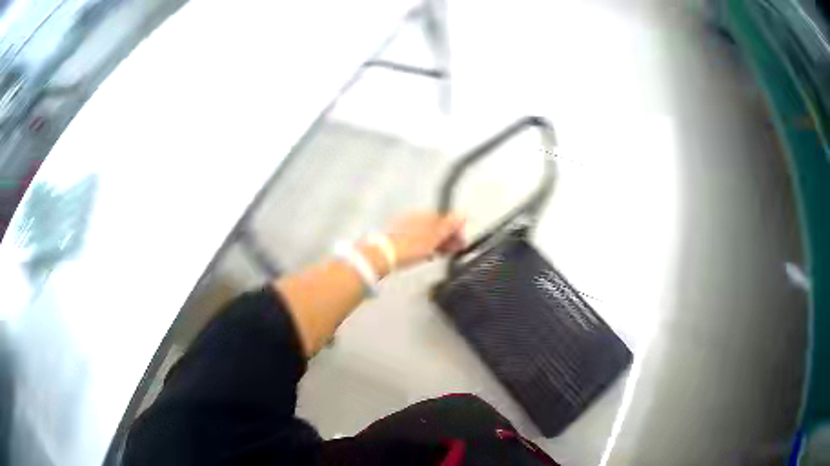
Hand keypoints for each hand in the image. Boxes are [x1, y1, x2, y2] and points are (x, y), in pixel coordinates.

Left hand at [384, 212, 465, 268]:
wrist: (383, 256)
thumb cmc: (411, 247)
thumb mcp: (433, 238)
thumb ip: (449, 226)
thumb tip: (463, 213)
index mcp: (424, 214)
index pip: (446, 219)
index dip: (456, 231)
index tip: (462, 244)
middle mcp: (415, 216)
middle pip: (436, 225)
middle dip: (447, 237)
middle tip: (454, 251)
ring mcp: (405, 225)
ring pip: (427, 232)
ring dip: (437, 242)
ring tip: (441, 255)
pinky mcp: (397, 237)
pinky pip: (417, 239)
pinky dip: (425, 245)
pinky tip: (427, 255)